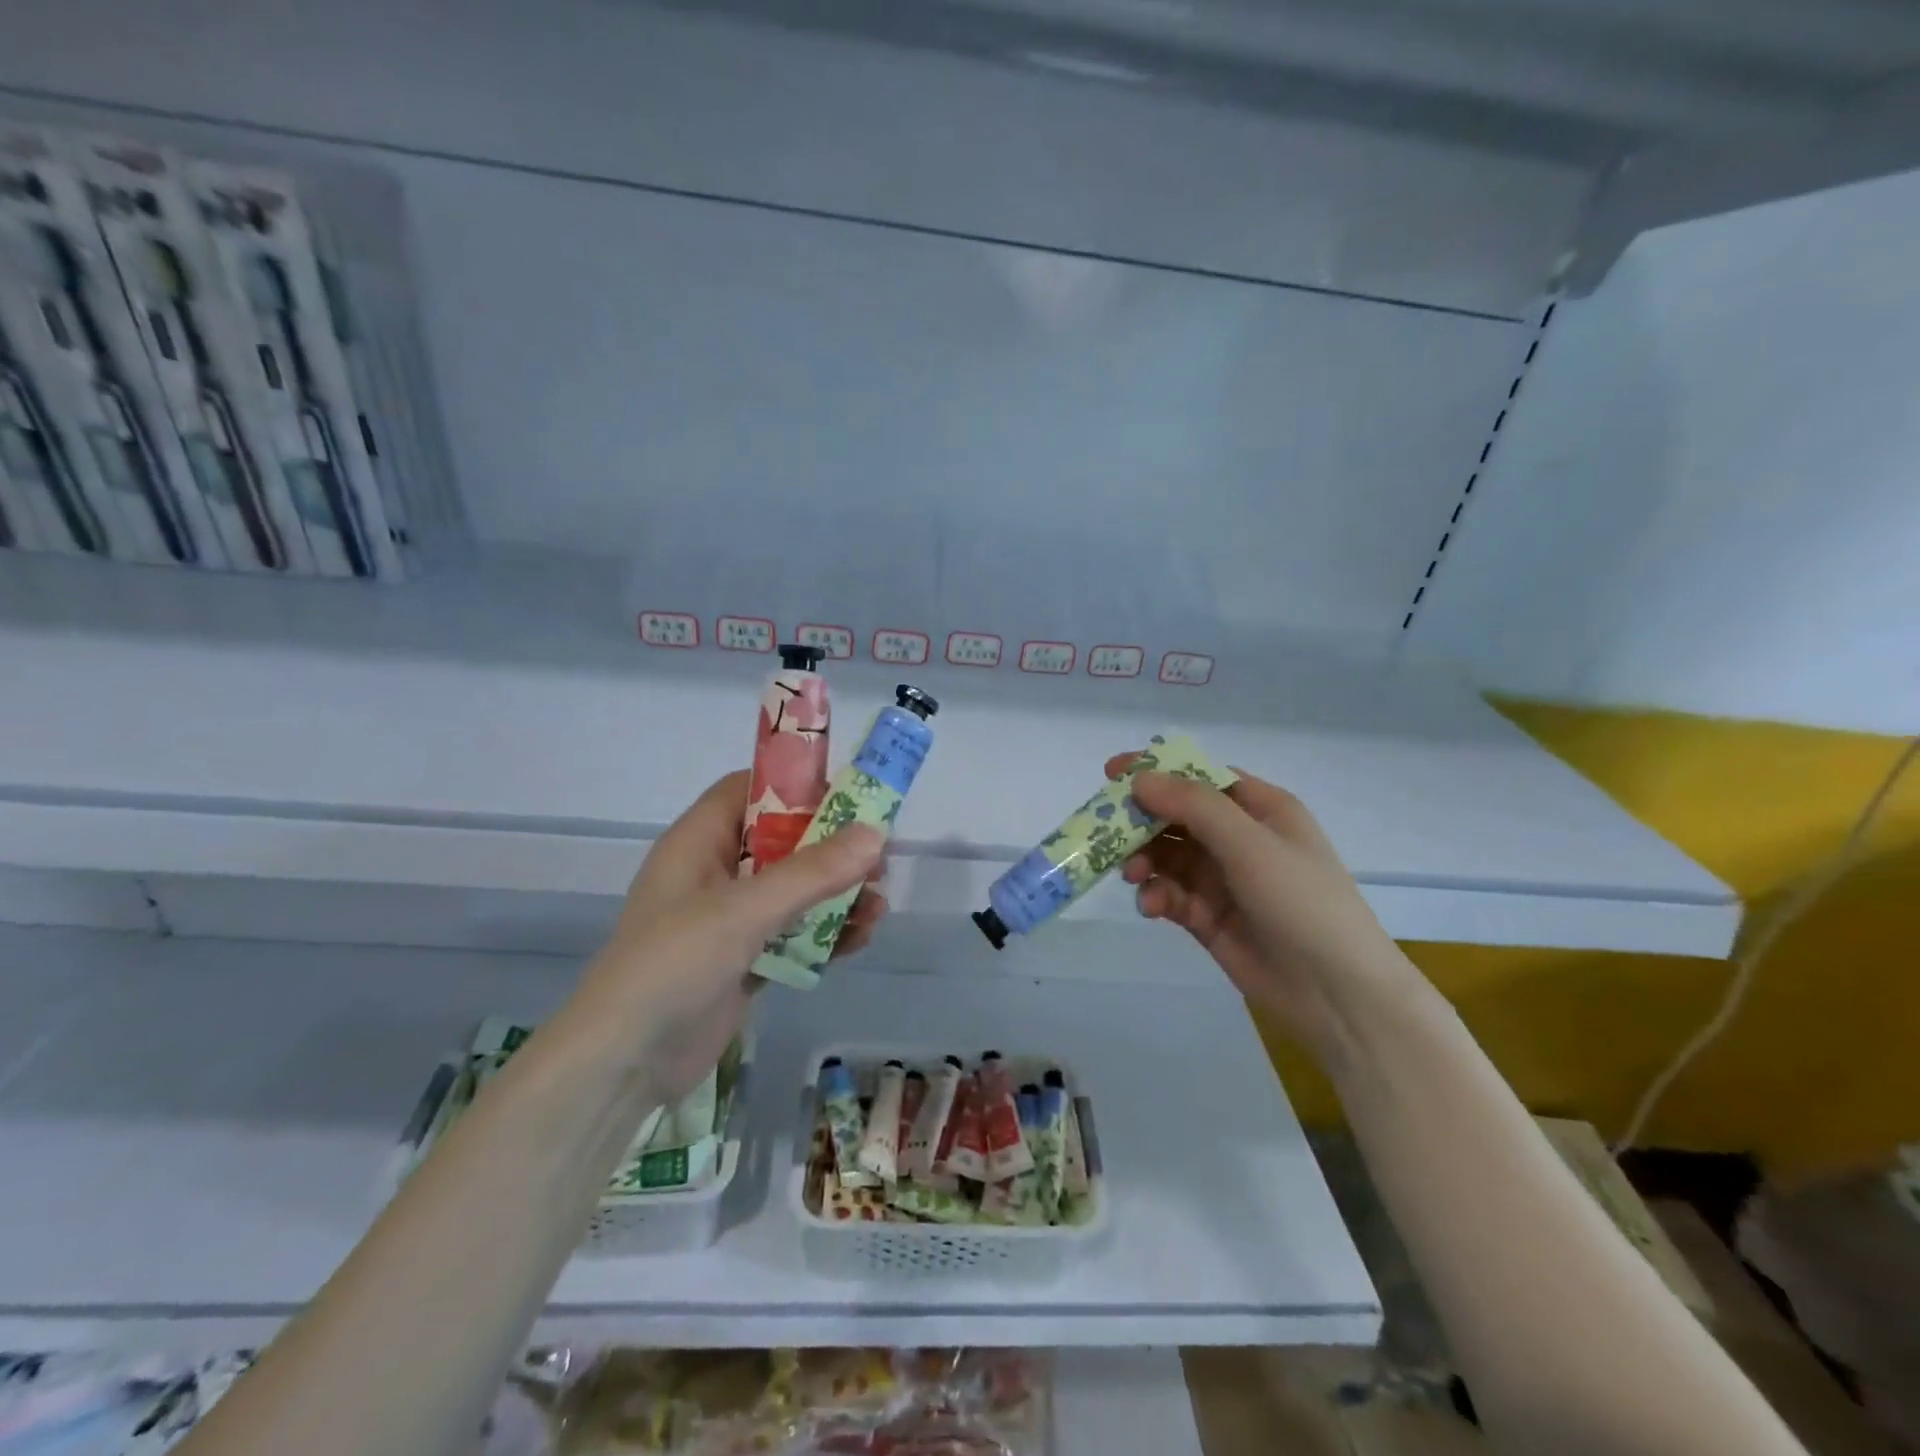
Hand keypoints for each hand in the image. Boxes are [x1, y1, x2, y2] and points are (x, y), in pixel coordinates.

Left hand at [569, 771, 885, 1101]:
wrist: (622, 1066)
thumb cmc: (672, 966)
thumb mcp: (744, 911)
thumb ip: (811, 873)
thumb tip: (875, 835)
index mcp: (699, 842)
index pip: (751, 790)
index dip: (798, 786)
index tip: (851, 798)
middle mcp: (715, 873)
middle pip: (783, 841)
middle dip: (833, 849)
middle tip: (879, 862)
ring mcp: (729, 920)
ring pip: (794, 890)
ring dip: (837, 895)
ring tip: (878, 907)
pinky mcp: (743, 960)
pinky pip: (793, 933)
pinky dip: (825, 933)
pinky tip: (859, 940)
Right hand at [1108, 755, 1420, 1057]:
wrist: (1336, 993)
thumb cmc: (1302, 902)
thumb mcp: (1250, 844)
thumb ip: (1193, 806)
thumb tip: (1140, 778)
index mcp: (1260, 809)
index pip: (1200, 777)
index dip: (1158, 771)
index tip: (1112, 773)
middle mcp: (1239, 838)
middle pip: (1176, 817)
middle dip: (1141, 822)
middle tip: (1105, 832)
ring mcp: (1222, 879)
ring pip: (1167, 856)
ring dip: (1144, 861)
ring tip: (1133, 875)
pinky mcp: (1208, 917)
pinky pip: (1170, 894)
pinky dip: (1156, 896)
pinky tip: (1152, 908)